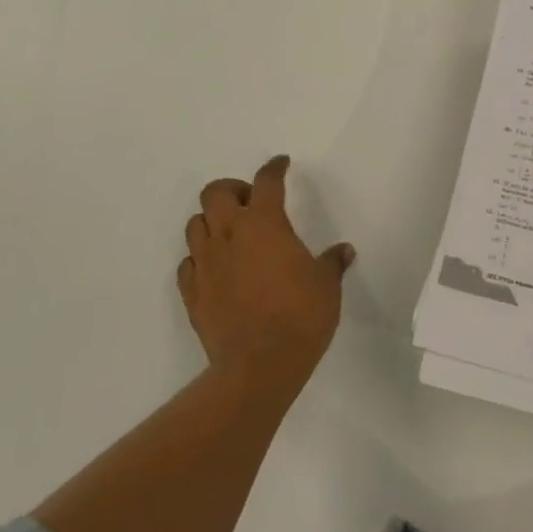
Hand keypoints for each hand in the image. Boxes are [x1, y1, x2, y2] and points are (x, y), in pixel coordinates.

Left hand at [177, 155, 354, 391]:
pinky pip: (188, 264)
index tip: (281, 164)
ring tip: (230, 235)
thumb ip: (332, 263)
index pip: (266, 181)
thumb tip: (344, 251)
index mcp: (264, 223)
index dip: (274, 168)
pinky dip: (200, 259)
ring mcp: (205, 263)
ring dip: (212, 222)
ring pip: (195, 224)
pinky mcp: (192, 293)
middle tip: (249, 203)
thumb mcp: (327, 286)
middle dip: (232, 189)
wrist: (258, 367)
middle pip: (215, 192)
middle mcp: (229, 234)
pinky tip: (216, 270)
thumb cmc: (300, 317)